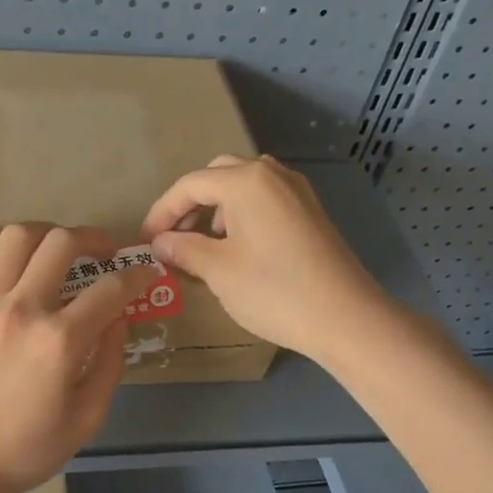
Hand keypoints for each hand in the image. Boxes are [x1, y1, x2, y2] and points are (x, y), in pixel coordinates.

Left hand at [0, 223, 151, 492]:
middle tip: (101, 251)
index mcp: (60, 341)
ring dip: (41, 234)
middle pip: (61, 243)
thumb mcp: (87, 418)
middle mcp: (20, 310)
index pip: (111, 289)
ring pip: (12, 239)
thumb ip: (109, 363)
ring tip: (52, 247)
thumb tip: (118, 319)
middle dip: (92, 238)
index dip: (137, 275)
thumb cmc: (26, 450)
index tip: (145, 272)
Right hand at [140, 155, 386, 363]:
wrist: (346, 318)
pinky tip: (239, 249)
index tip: (146, 241)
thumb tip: (160, 242)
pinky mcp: (311, 213)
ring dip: (217, 208)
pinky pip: (266, 200)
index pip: (190, 185)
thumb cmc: (274, 291)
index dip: (162, 211)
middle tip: (174, 237)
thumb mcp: (218, 271)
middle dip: (190, 203)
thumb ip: (183, 249)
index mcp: (246, 181)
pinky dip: (242, 215)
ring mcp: (297, 192)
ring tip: (205, 244)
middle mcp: (273, 175)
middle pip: (218, 175)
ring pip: (244, 186)